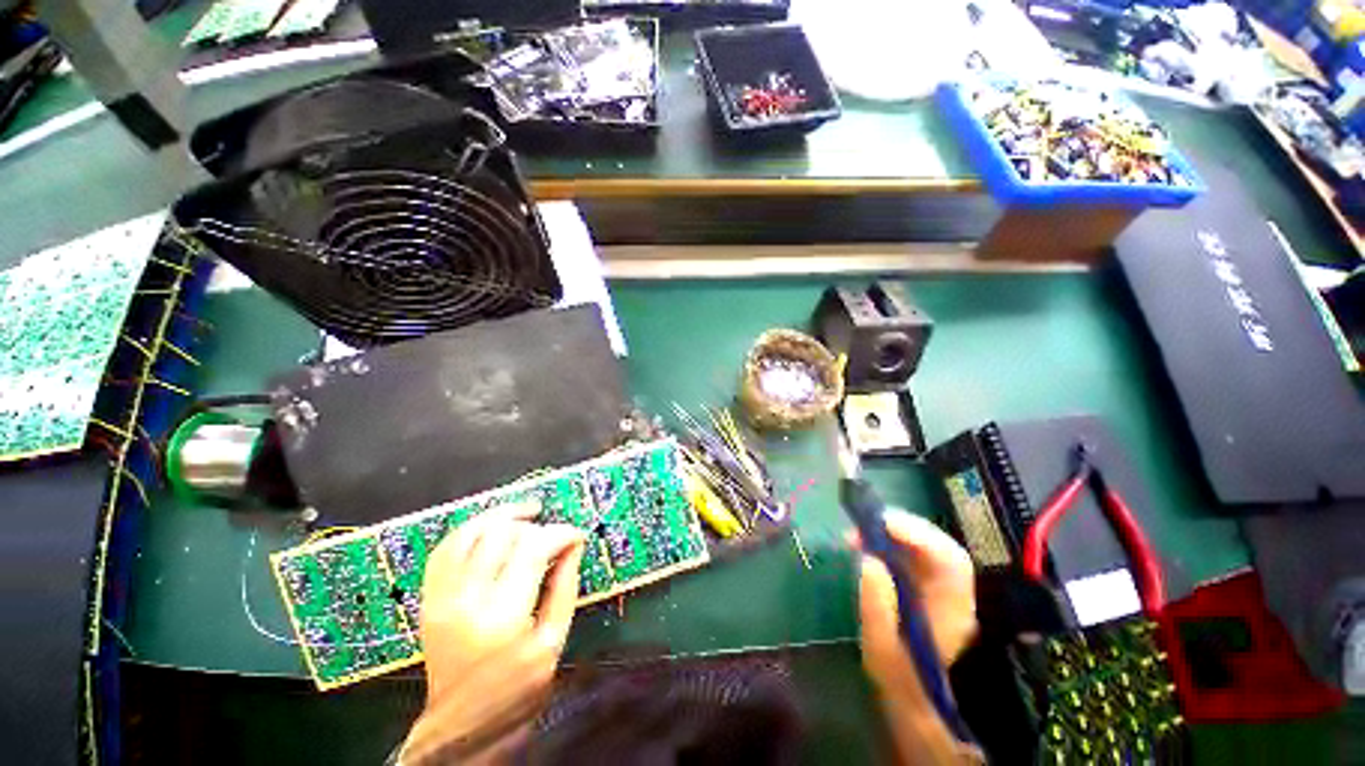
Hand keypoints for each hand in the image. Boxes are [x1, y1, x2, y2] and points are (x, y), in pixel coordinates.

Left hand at [399, 502, 585, 765]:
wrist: (461, 729)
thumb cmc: (516, 691)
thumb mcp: (553, 643)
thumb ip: (565, 587)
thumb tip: (574, 544)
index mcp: (504, 617)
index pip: (534, 549)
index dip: (560, 533)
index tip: (576, 535)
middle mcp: (467, 600)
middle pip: (502, 534)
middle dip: (534, 524)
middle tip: (551, 531)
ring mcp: (442, 598)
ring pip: (470, 533)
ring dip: (501, 516)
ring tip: (526, 513)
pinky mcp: (429, 600)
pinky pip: (445, 549)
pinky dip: (470, 529)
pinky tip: (491, 527)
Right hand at [847, 510, 976, 692]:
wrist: (907, 694)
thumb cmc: (896, 673)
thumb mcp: (881, 645)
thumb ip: (876, 604)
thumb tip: (867, 558)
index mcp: (954, 610)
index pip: (950, 560)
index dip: (920, 536)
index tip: (884, 523)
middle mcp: (953, 592)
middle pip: (937, 546)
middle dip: (901, 528)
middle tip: (864, 522)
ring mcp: (937, 586)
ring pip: (922, 546)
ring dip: (890, 532)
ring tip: (857, 532)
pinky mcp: (920, 582)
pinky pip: (907, 553)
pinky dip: (885, 542)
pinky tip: (863, 543)